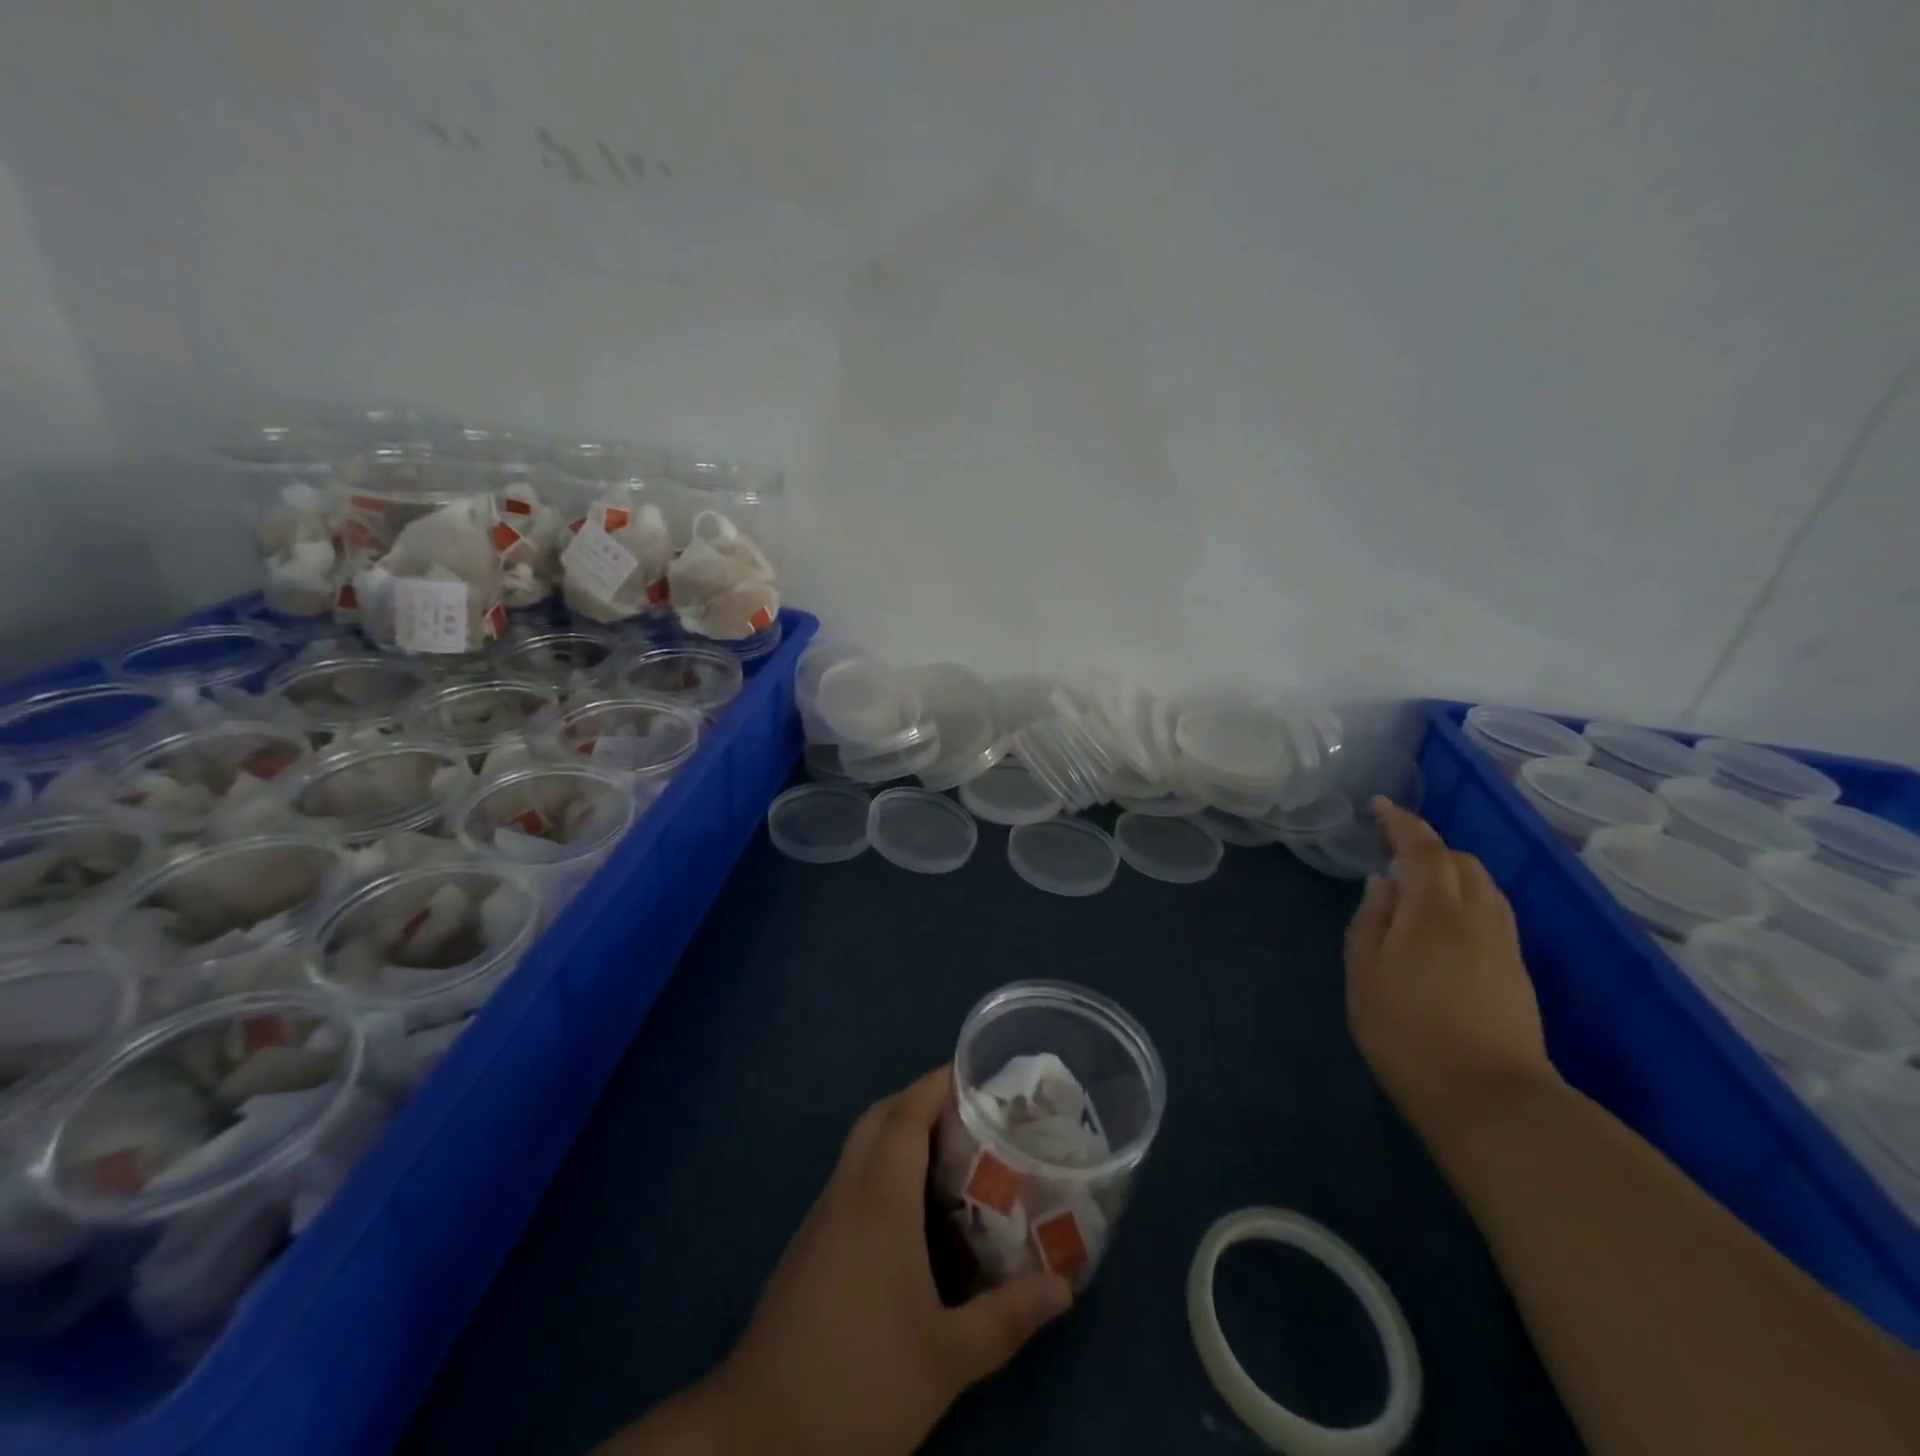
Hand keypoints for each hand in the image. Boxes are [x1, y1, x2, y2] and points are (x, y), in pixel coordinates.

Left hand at [611, 1068, 1071, 1455]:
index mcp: (878, 1201)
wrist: (755, 1436)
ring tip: (951, 1154)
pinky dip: (883, 1166)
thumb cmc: (857, 1384)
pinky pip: (851, 1179)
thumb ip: (1007, 1317)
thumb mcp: (946, 1360)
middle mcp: (845, 1193)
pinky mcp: (809, 1246)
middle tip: (970, 1113)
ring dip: (900, 1131)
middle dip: (921, 1100)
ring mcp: (821, 1218)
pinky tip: (911, 1212)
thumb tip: (1064, 1286)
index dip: (938, 1084)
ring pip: (860, 1147)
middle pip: (879, 1118)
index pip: (905, 1114)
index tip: (976, 1074)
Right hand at [1344, 800, 1557, 1141]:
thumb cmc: (1406, 1031)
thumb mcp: (1364, 973)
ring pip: (1483, 885)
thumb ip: (1370, 920)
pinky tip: (1446, 921)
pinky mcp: (1516, 970)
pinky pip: (1493, 911)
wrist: (1489, 1098)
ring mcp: (1504, 943)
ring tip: (1418, 884)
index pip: (1422, 849)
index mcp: (1434, 911)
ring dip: (1451, 871)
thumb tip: (1382, 883)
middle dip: (1428, 846)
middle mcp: (1477, 916)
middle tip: (1392, 851)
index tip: (1380, 805)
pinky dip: (1467, 897)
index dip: (1401, 822)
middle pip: (1460, 861)